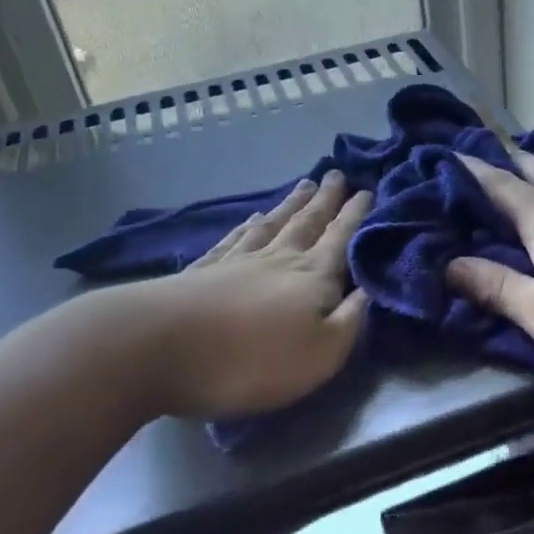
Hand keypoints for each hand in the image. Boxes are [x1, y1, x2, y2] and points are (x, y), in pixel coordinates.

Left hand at [69, 173, 371, 420]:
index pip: (341, 238)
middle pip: (307, 222)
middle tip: (336, 174)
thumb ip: (351, 320)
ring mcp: (237, 261)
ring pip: (272, 224)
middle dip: (326, 200)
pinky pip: (233, 239)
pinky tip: (250, 218)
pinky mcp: (202, 272)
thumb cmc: (253, 359)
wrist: (161, 348)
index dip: (356, 215)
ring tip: (304, 186)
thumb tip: (371, 287)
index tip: (368, 189)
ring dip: (291, 205)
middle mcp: (278, 258)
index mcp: (312, 276)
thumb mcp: (322, 353)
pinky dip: (246, 225)